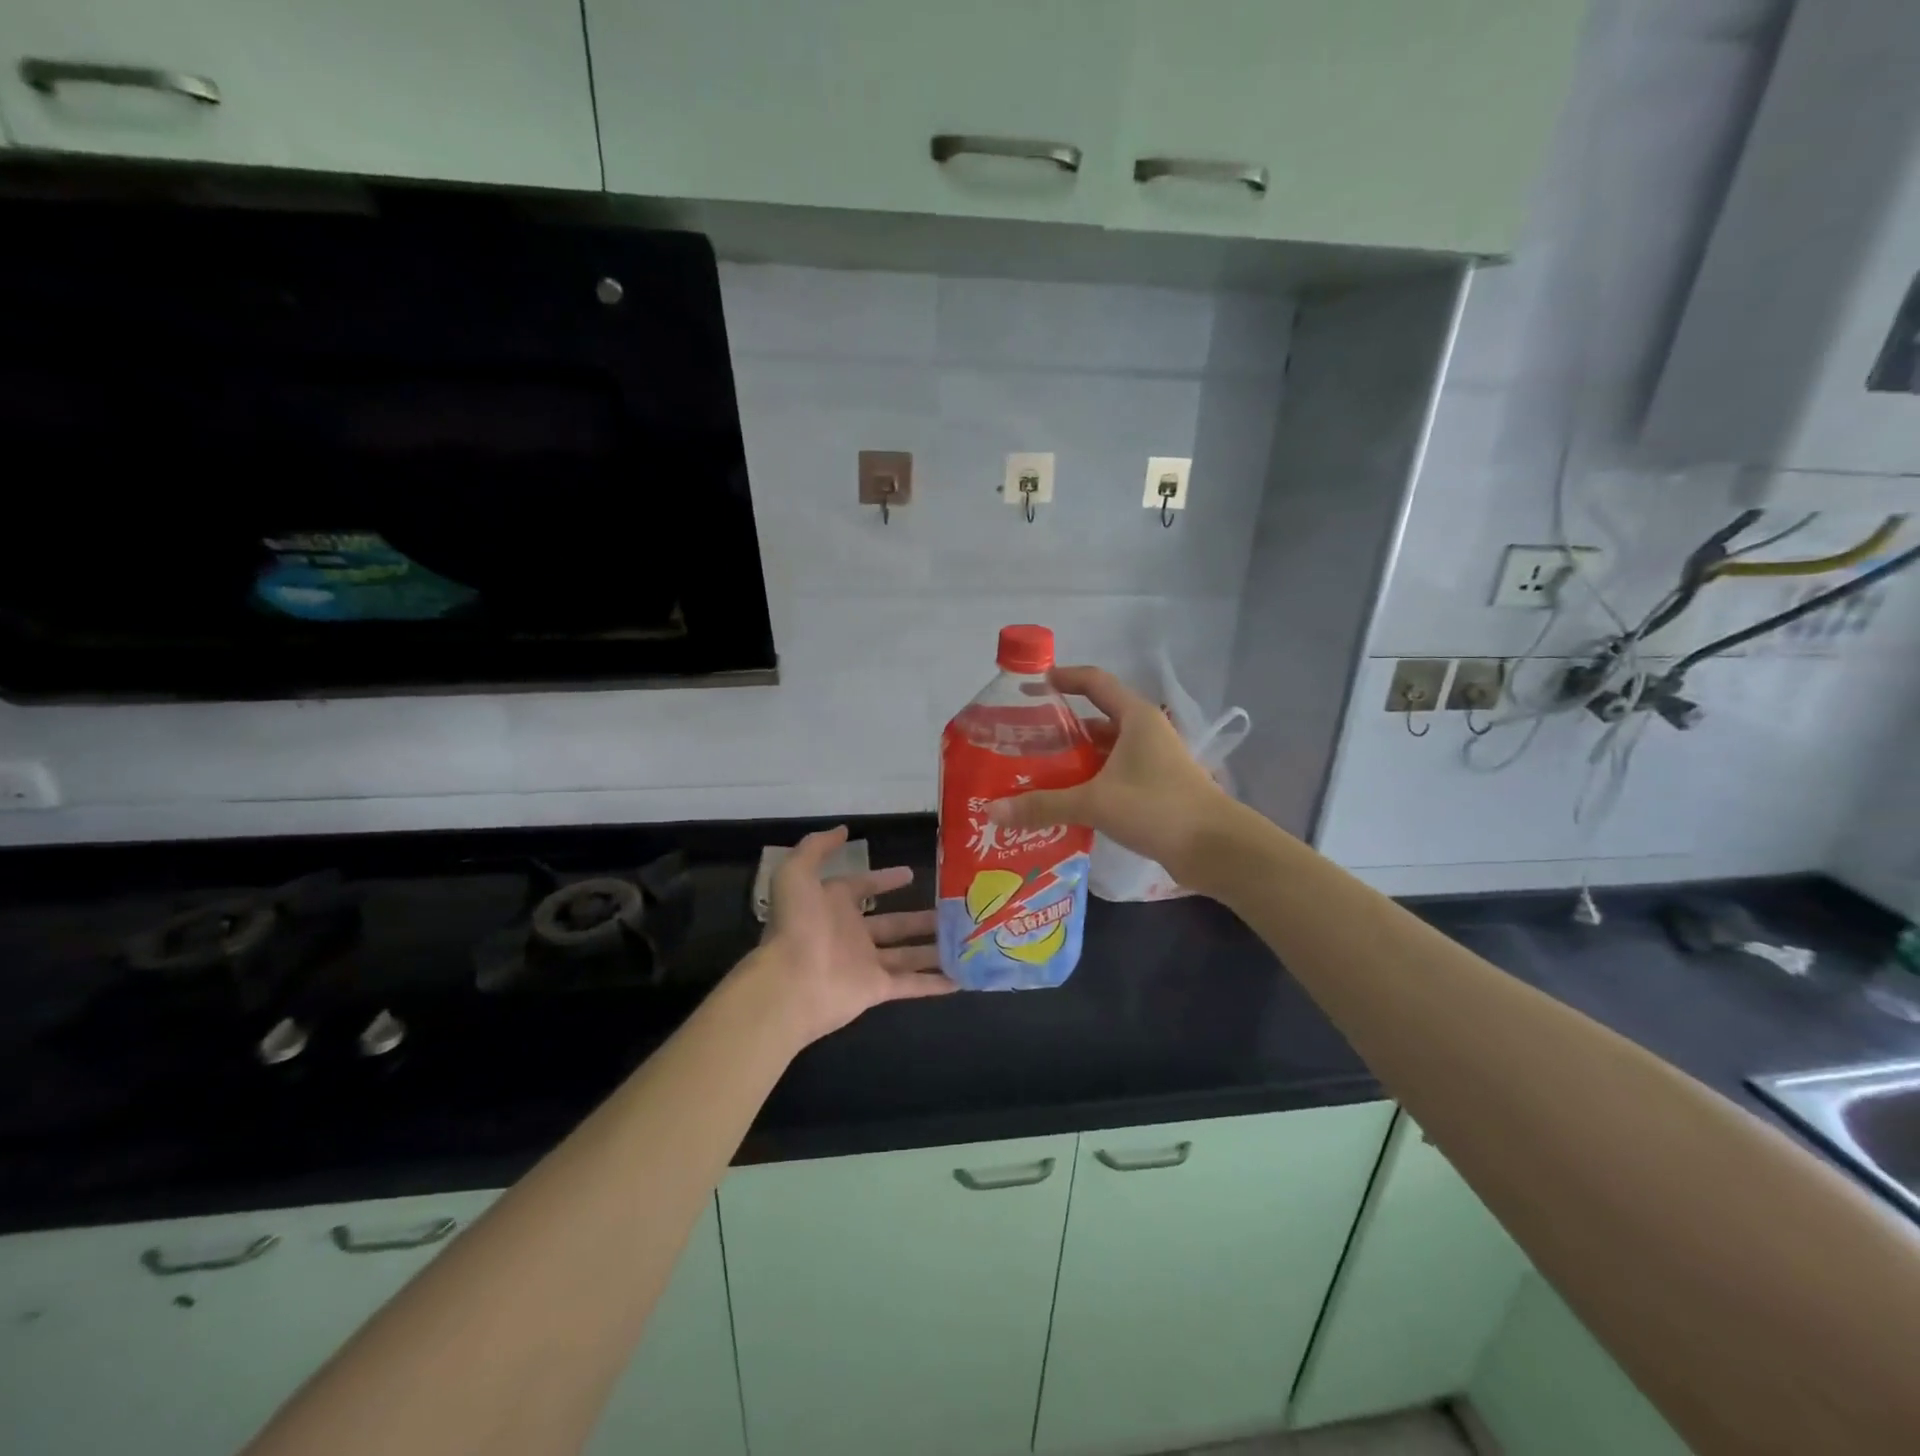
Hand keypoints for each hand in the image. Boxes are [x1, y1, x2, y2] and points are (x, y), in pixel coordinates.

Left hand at [742, 826, 954, 1046]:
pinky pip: (911, 984)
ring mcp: (865, 963)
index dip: (885, 880)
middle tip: (953, 910)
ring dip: (934, 948)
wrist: (791, 982)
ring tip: (966, 940)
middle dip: (920, 918)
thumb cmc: (797, 924)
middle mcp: (851, 934)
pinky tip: (961, 978)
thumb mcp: (797, 873)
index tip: (911, 874)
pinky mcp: (877, 989)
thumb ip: (817, 847)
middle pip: (893, 924)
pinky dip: (934, 983)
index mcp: (833, 905)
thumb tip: (843, 830)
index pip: (863, 888)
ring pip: (907, 954)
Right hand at [987, 665, 1231, 885]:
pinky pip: (1115, 774)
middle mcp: (1145, 732)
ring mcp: (1154, 761)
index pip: (1094, 682)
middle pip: (1097, 718)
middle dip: (1061, 728)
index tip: (1031, 686)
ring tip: (1037, 772)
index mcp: (1135, 718)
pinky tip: (1067, 800)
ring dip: (1076, 759)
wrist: (1216, 848)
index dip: (1063, 678)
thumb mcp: (1095, 802)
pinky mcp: (1157, 787)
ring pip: (1106, 750)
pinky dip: (1091, 781)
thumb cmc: (1157, 808)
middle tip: (1024, 740)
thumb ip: (1044, 805)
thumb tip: (993, 811)